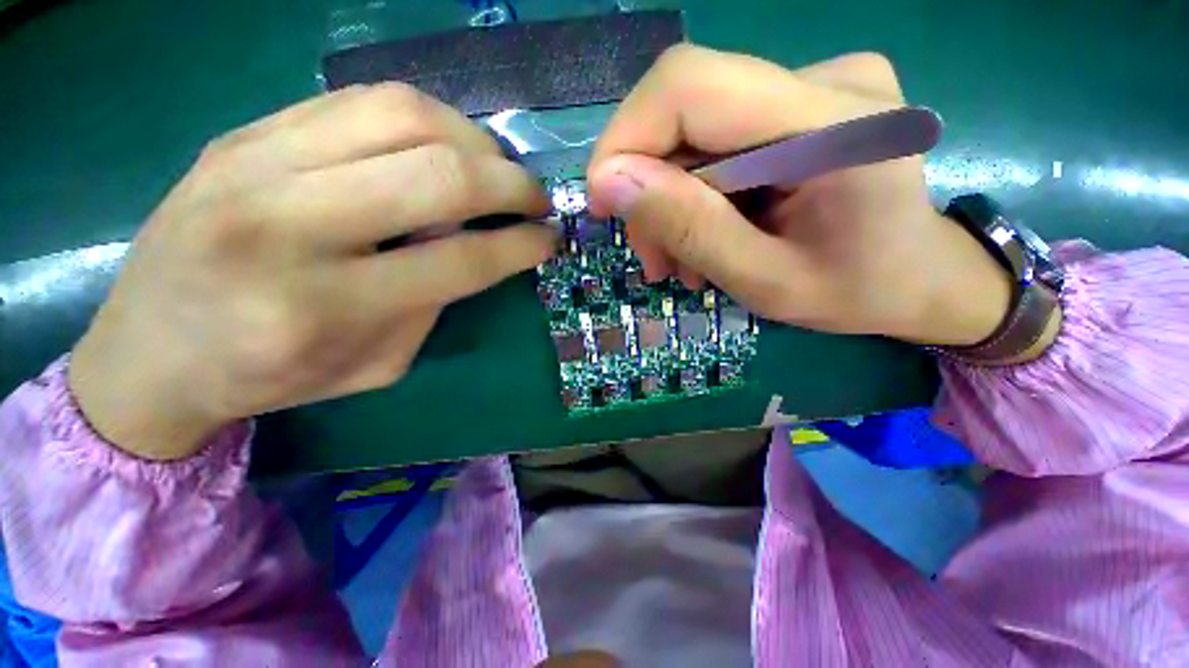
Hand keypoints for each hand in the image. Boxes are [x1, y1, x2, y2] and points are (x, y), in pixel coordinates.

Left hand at [70, 84, 555, 459]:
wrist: (150, 350)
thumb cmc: (271, 375)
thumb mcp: (377, 363)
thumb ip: (435, 300)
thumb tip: (482, 244)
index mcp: (323, 308)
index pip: (459, 260)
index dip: (520, 245)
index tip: (550, 239)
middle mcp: (286, 224)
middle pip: (437, 175)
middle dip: (512, 183)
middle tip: (537, 198)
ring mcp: (255, 162)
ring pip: (403, 113)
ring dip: (475, 139)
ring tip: (496, 167)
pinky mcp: (244, 131)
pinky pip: (360, 100)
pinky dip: (426, 119)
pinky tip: (445, 145)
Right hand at [587, 45, 1012, 346]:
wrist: (919, 280)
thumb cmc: (857, 293)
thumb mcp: (764, 281)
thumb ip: (690, 230)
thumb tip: (608, 183)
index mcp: (835, 123)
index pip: (690, 86)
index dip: (626, 138)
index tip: (602, 203)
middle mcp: (828, 80)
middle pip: (687, 111)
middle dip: (649, 189)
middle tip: (653, 258)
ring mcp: (816, 86)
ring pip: (696, 133)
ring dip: (671, 201)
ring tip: (680, 261)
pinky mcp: (801, 104)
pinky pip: (719, 141)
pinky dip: (696, 194)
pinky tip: (706, 235)